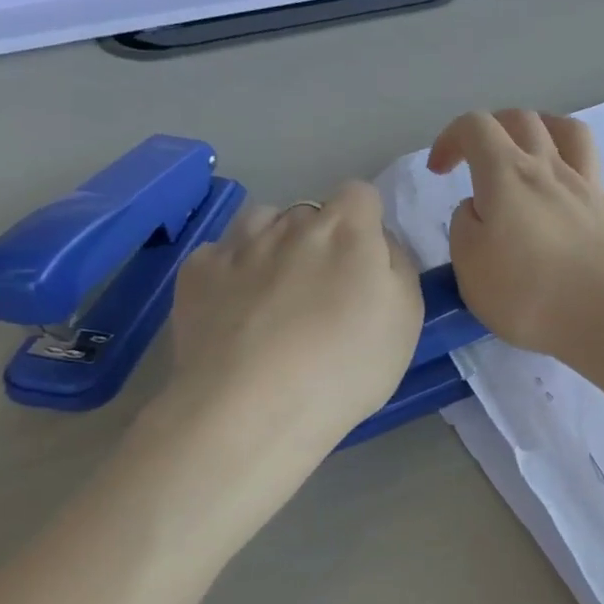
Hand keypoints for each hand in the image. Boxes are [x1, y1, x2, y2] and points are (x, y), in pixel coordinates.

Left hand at [162, 182, 423, 460]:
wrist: (251, 410)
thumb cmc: (347, 366)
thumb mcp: (407, 319)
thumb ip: (398, 266)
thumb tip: (379, 245)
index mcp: (348, 230)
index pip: (361, 194)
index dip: (367, 222)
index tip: (367, 261)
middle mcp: (292, 224)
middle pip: (312, 212)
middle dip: (321, 239)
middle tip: (324, 291)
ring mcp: (239, 244)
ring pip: (262, 222)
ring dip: (274, 243)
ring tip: (276, 291)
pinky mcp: (196, 272)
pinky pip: (222, 254)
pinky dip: (233, 272)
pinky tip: (236, 310)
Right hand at [427, 109, 603, 361]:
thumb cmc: (529, 295)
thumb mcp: (469, 266)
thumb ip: (466, 227)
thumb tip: (479, 208)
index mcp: (507, 177)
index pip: (475, 129)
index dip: (452, 138)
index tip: (440, 170)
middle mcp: (552, 171)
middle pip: (524, 123)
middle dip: (496, 128)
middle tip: (481, 157)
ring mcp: (593, 190)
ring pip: (576, 136)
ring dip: (553, 127)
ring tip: (540, 138)